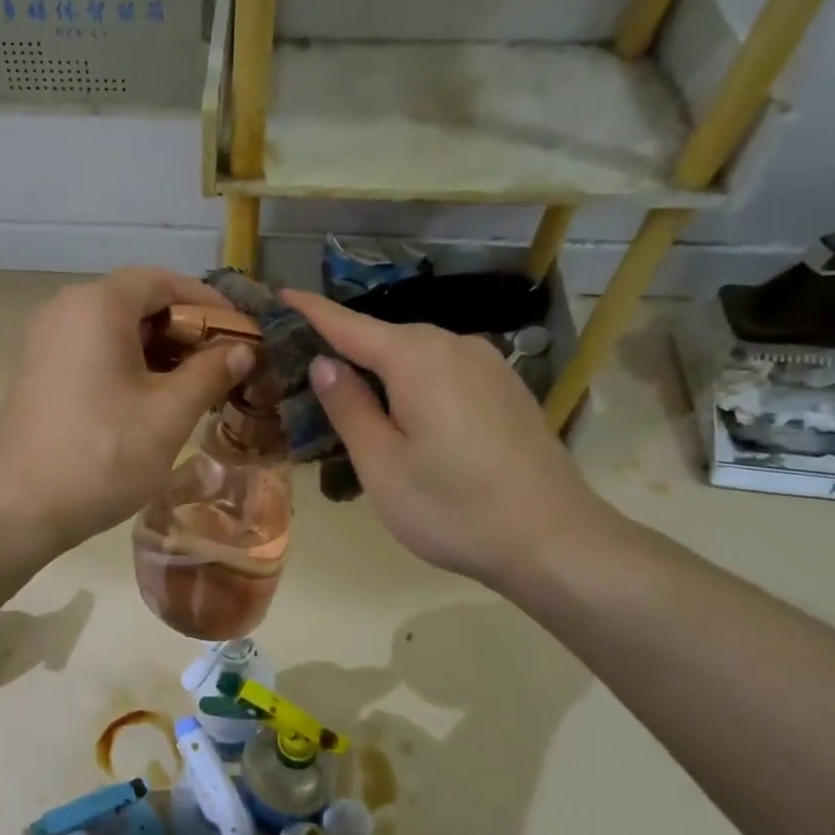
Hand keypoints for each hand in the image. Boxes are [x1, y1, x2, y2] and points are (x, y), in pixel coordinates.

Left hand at [0, 268, 254, 552]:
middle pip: (137, 301)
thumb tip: (242, 349)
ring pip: (115, 329)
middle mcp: (64, 309)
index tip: (242, 332)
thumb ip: (210, 372)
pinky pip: (93, 351)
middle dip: (186, 329)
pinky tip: (154, 399)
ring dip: (159, 350)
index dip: (209, 303)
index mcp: (96, 305)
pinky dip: (128, 364)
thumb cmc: (102, 456)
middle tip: (224, 363)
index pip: (163, 281)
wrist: (20, 510)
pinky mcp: (38, 371)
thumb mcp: (169, 414)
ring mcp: (45, 341)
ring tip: (196, 385)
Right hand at [283, 289, 618, 584]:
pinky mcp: (506, 388)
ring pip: (417, 356)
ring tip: (349, 398)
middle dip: (344, 347)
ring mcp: (488, 365)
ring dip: (380, 370)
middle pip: (385, 338)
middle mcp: (455, 346)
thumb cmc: (452, 508)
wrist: (554, 541)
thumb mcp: (381, 464)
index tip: (280, 294)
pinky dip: (413, 382)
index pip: (348, 325)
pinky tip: (406, 414)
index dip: (311, 310)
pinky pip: (444, 371)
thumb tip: (324, 363)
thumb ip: (348, 407)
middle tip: (303, 370)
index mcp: (417, 358)